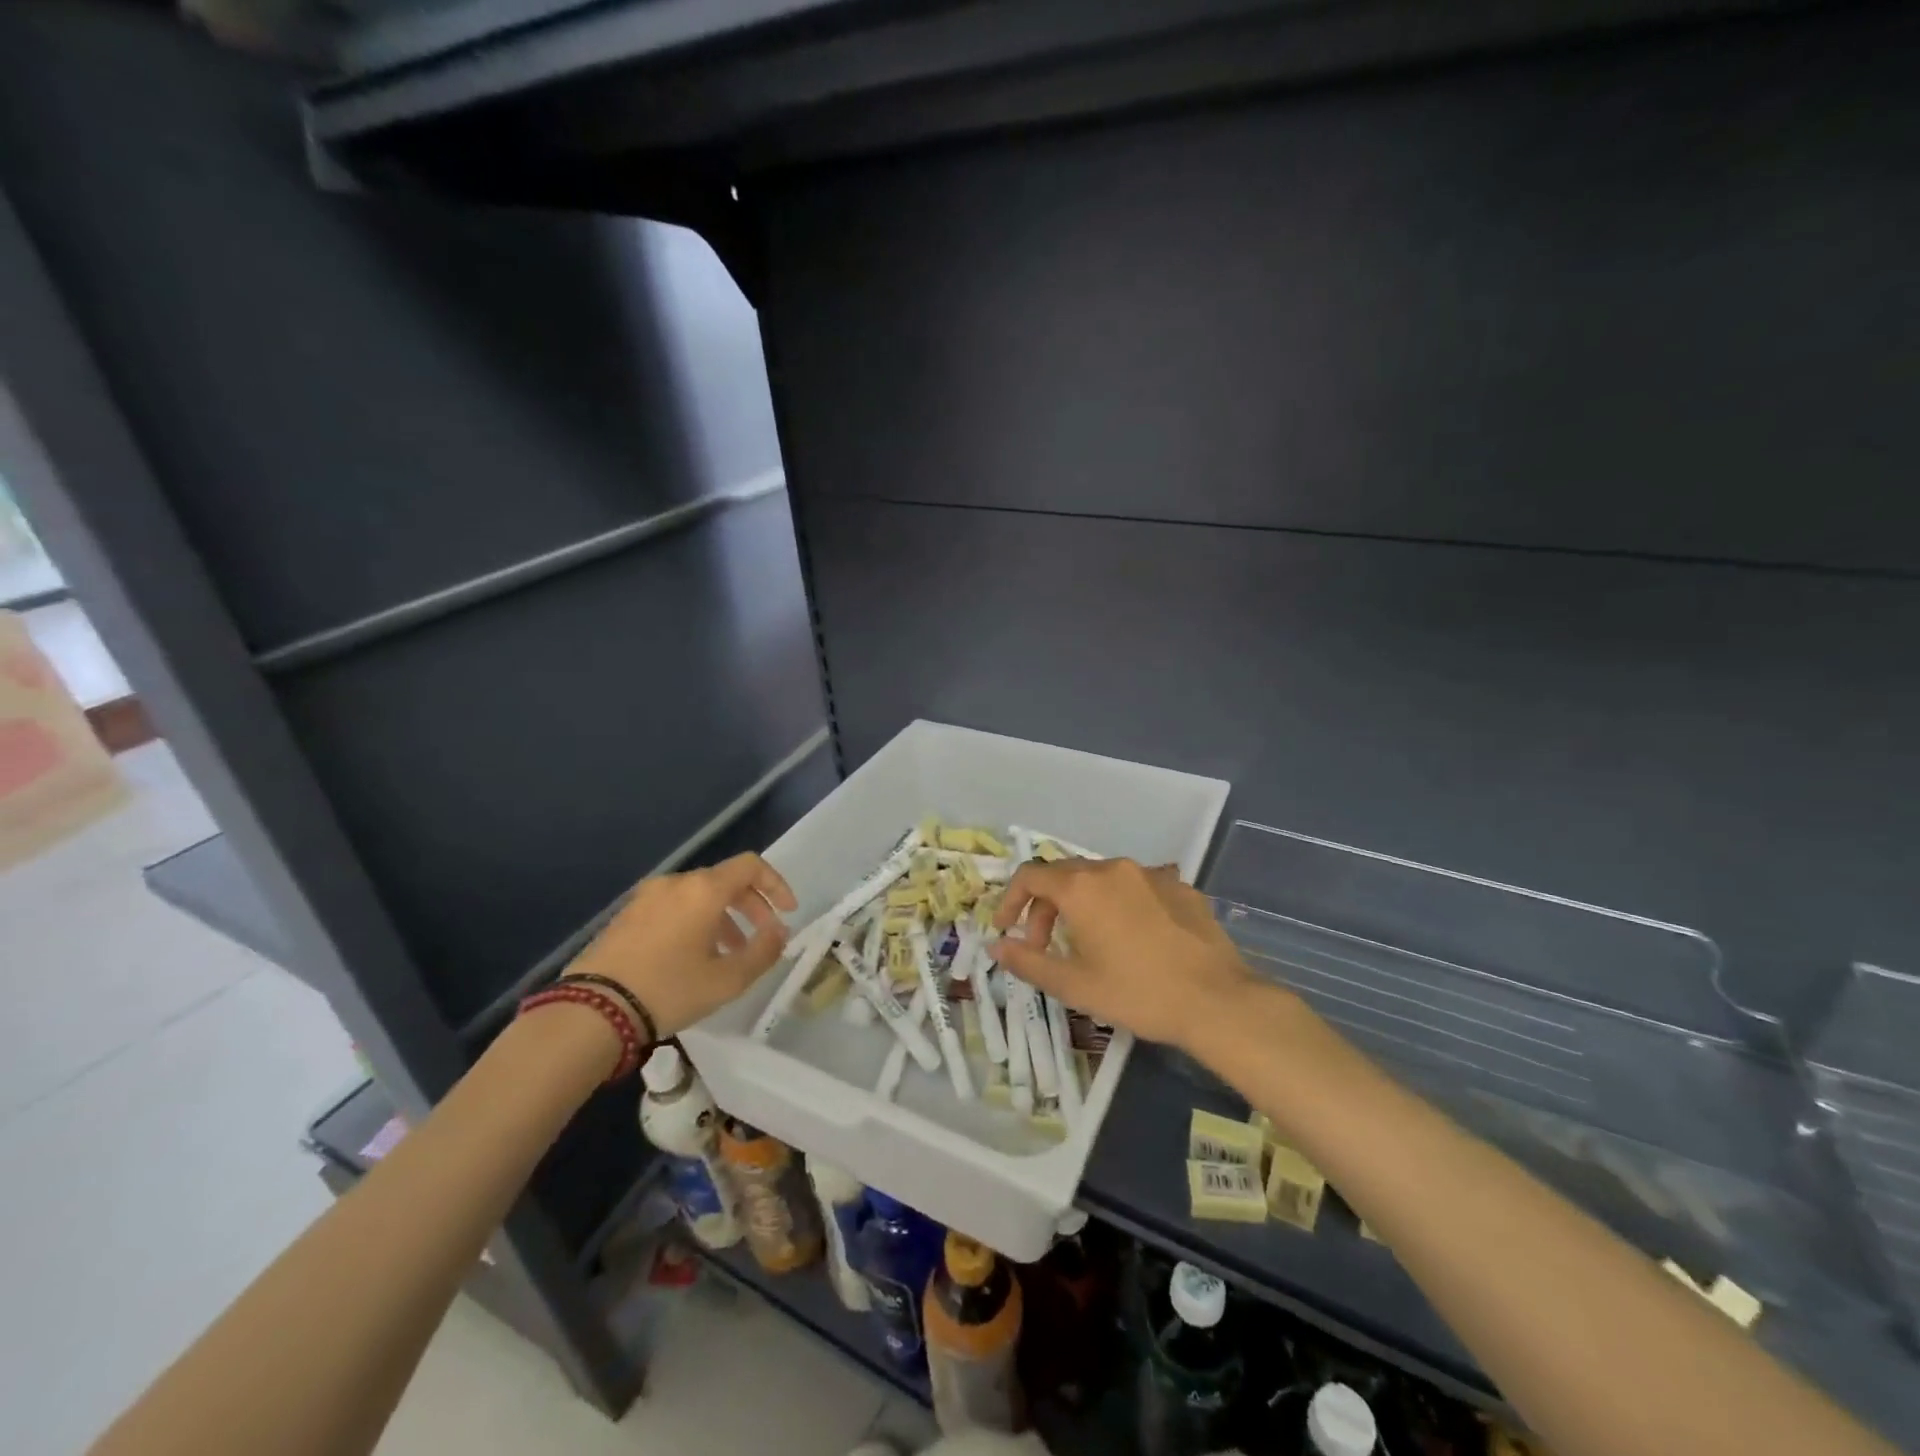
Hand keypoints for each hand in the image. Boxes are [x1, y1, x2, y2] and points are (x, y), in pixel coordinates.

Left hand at [566, 853, 796, 1036]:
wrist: (592, 1010)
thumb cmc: (669, 990)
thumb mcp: (727, 979)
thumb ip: (764, 951)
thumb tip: (780, 931)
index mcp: (704, 889)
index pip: (751, 866)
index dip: (776, 885)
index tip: (787, 912)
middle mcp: (676, 883)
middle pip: (725, 881)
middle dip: (751, 906)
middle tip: (762, 936)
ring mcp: (646, 897)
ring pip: (698, 896)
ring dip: (722, 918)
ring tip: (728, 954)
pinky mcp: (626, 915)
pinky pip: (673, 907)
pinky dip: (694, 922)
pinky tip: (693, 957)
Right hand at [988, 857, 1256, 1050]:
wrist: (1217, 1000)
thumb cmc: (1137, 993)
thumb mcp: (1074, 985)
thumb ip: (1028, 961)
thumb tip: (996, 947)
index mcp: (1081, 887)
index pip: (1030, 876)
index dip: (1010, 900)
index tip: (1006, 930)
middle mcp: (1113, 868)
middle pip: (1065, 876)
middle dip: (1046, 908)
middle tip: (1045, 947)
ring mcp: (1150, 874)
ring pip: (1102, 879)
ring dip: (1083, 905)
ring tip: (1090, 943)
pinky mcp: (1180, 886)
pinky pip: (1137, 887)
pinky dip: (1121, 906)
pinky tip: (1135, 939)